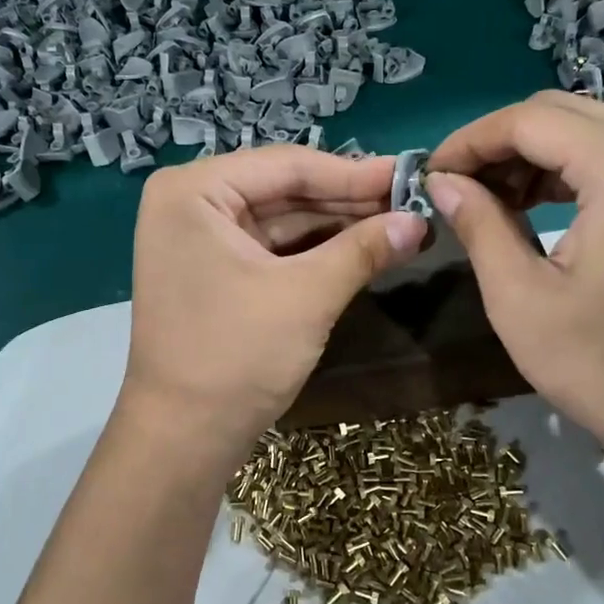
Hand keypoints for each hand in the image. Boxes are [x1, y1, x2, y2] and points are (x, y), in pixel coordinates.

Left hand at [121, 146, 426, 457]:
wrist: (184, 438)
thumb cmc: (236, 355)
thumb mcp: (307, 295)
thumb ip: (364, 249)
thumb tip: (419, 221)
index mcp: (194, 191)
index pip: (287, 165)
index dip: (354, 173)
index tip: (409, 175)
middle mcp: (189, 204)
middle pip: (284, 190)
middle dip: (348, 200)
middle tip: (412, 201)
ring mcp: (198, 240)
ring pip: (281, 220)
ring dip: (337, 226)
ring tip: (399, 224)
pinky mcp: (213, 272)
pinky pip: (271, 249)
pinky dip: (314, 251)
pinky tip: (363, 248)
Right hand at [426, 91, 603, 481]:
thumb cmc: (601, 366)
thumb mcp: (519, 297)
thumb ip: (478, 223)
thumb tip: (441, 181)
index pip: (530, 121)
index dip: (469, 141)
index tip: (428, 173)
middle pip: (559, 113)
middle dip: (497, 144)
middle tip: (452, 186)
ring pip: (585, 130)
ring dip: (529, 155)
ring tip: (484, 199)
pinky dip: (564, 170)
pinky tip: (529, 204)